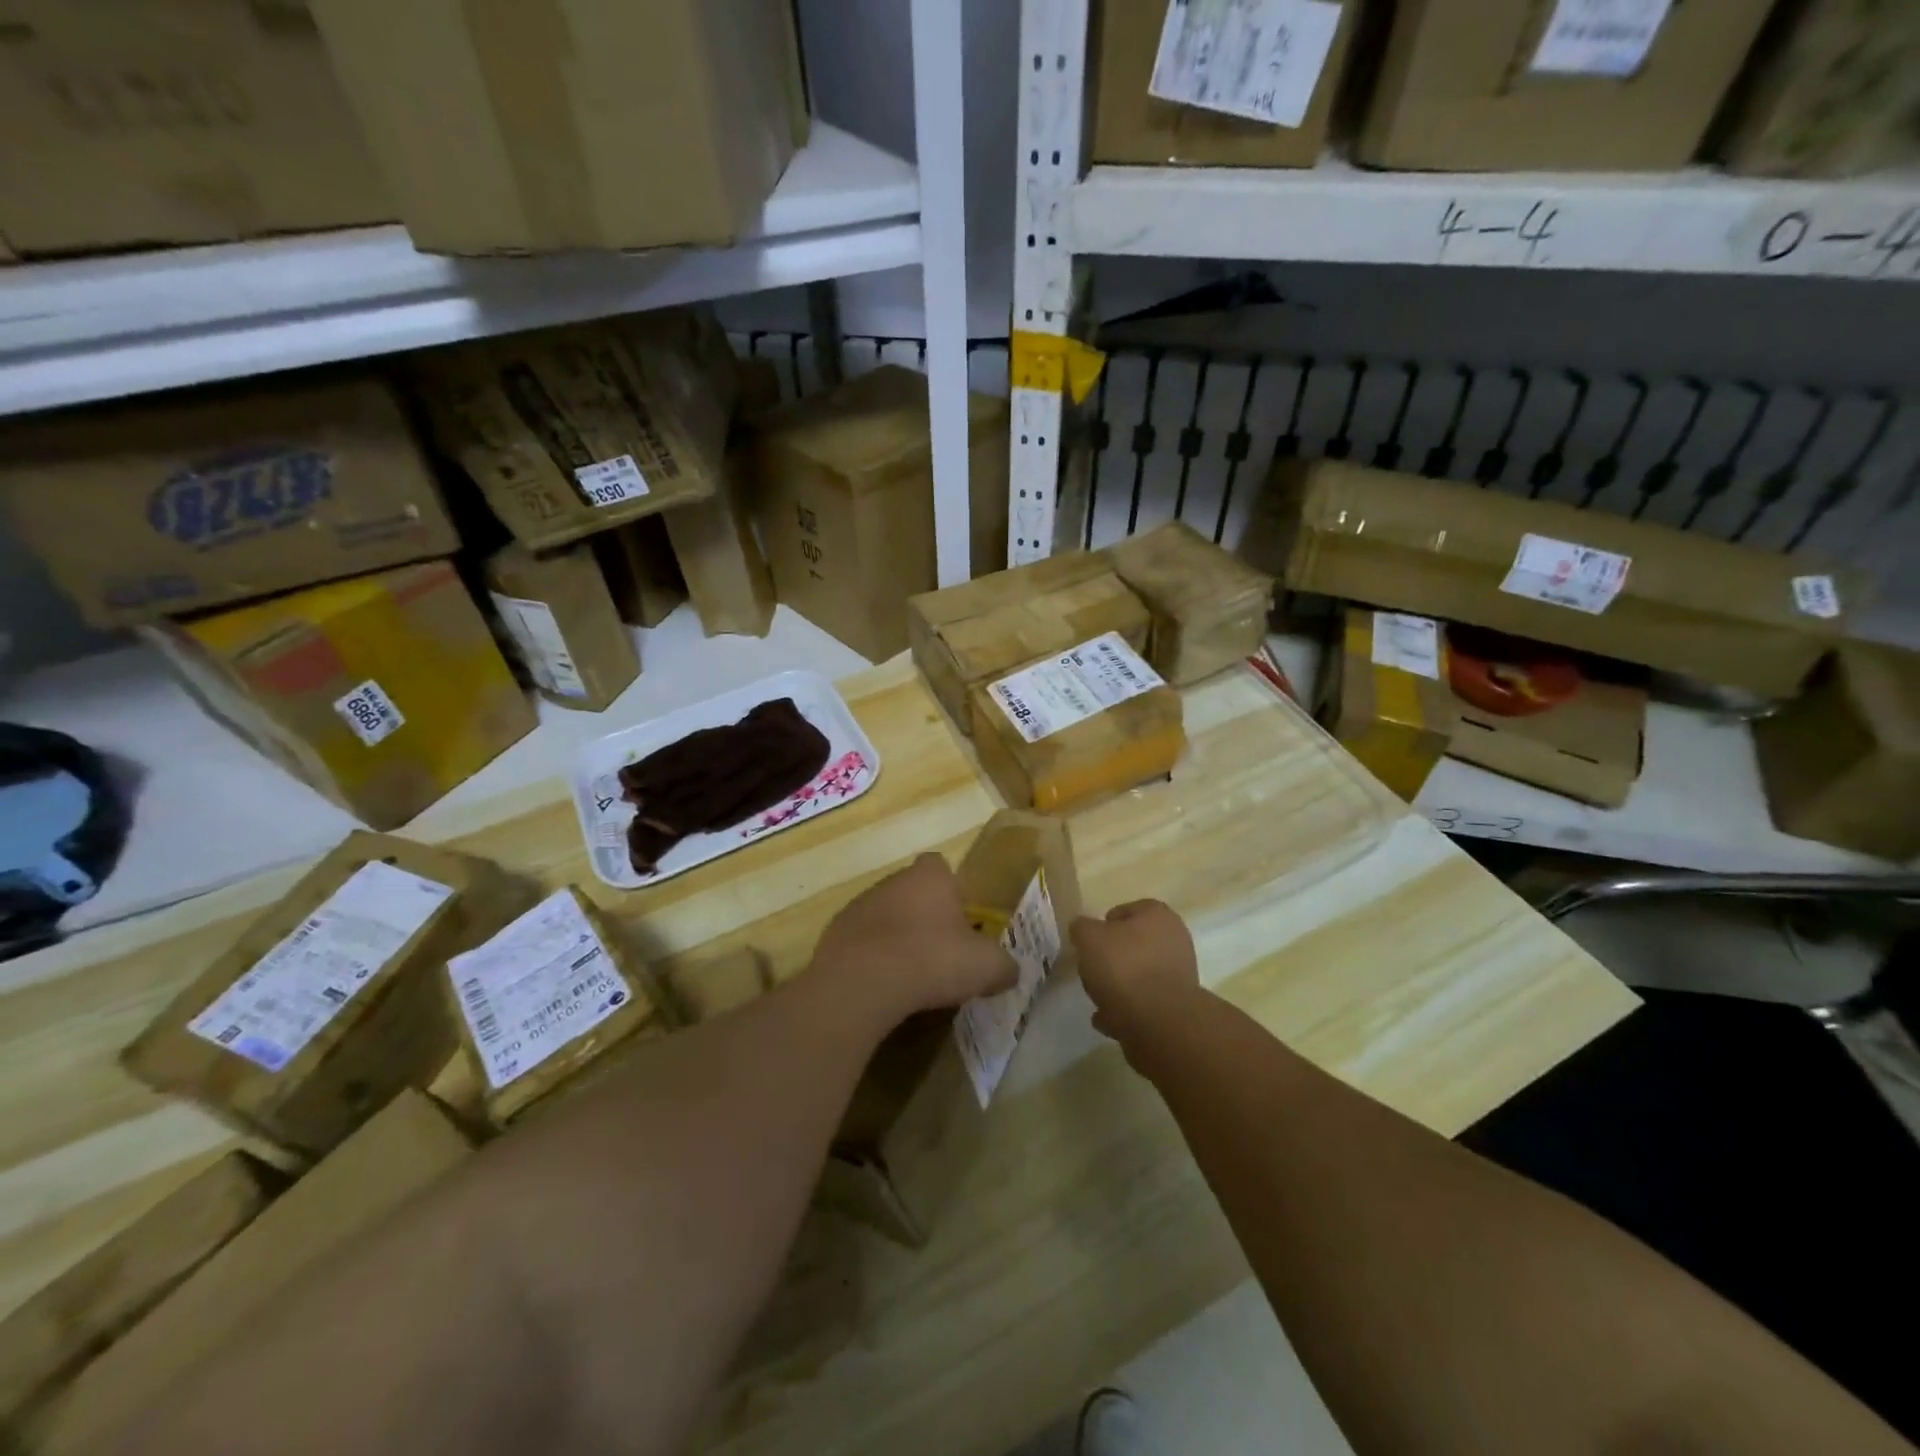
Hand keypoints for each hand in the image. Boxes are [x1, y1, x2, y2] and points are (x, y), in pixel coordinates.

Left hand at [810, 853, 1016, 1022]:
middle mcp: (892, 881)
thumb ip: (1003, 966)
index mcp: (930, 878)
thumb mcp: (985, 967)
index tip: (960, 919)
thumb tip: (1010, 972)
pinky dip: (871, 958)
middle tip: (940, 951)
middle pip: (911, 891)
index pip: (940, 866)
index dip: (951, 890)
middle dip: (924, 915)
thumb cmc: (931, 960)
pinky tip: (882, 986)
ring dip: (895, 936)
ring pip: (884, 915)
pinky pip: (860, 942)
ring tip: (910, 974)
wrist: (862, 983)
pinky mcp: (833, 934)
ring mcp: (858, 906)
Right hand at [1071, 900, 1201, 1048]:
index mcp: (1158, 915)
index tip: (1089, 943)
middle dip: (1113, 956)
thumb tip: (1082, 929)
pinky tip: (1108, 1016)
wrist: (1158, 1022)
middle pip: (1134, 943)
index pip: (1125, 910)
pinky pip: (1144, 1001)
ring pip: (1140, 974)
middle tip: (1092, 969)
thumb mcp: (1088, 937)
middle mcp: (1174, 940)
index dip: (1103, 925)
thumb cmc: (1123, 968)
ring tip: (1098, 997)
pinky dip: (1127, 1007)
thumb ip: (1081, 928)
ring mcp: (1179, 974)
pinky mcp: (1176, 1005)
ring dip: (1120, 984)